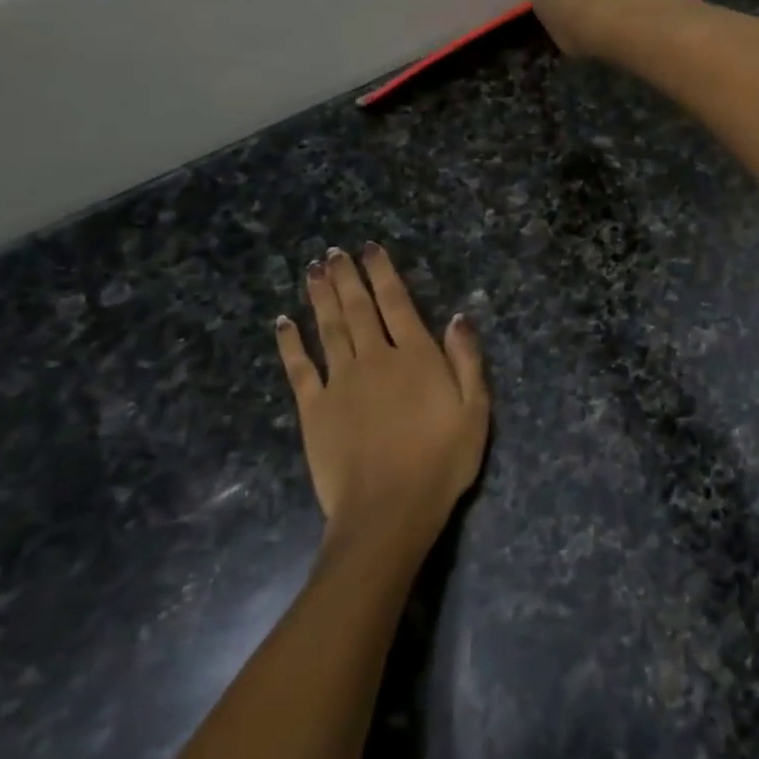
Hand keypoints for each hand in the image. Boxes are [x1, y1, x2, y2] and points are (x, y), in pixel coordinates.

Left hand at [275, 244, 488, 553]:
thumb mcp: (475, 411)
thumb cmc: (442, 462)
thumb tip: (458, 317)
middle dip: (346, 277)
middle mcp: (375, 358)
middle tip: (333, 252)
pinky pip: (299, 367)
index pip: (397, 303)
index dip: (383, 273)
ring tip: (312, 271)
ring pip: (329, 328)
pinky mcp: (314, 408)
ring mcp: (340, 382)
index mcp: (416, 357)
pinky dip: (290, 342)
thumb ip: (466, 361)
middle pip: (358, 308)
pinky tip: (284, 322)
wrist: (389, 509)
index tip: (370, 248)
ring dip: (320, 297)